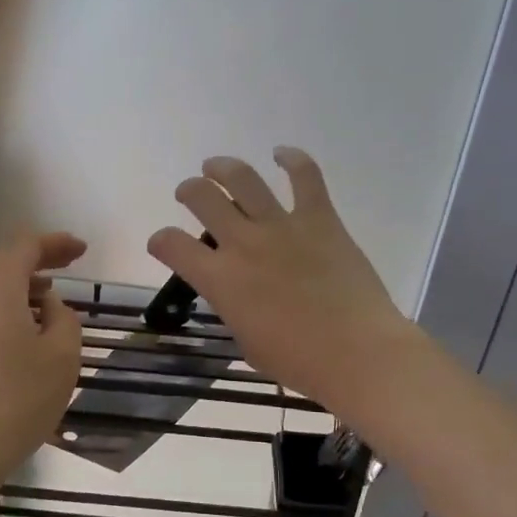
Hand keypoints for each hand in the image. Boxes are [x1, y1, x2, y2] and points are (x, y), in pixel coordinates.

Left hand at [0, 232, 86, 479]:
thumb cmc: (16, 399)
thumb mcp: (62, 356)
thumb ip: (64, 318)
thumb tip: (49, 306)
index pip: (25, 246)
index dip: (55, 243)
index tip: (82, 250)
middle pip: (2, 264)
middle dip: (37, 262)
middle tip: (68, 268)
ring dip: (19, 289)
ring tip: (48, 303)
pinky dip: (3, 311)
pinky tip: (21, 336)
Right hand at [148, 148, 420, 413]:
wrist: (357, 353)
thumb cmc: (299, 361)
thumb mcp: (248, 343)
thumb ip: (235, 309)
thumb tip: (238, 294)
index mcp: (220, 280)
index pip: (171, 245)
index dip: (160, 241)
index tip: (163, 243)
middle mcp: (244, 243)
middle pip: (202, 198)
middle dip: (189, 191)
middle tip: (191, 193)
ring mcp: (282, 226)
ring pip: (242, 178)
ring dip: (223, 167)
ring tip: (215, 166)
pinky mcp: (320, 218)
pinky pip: (305, 176)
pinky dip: (292, 159)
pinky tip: (282, 154)